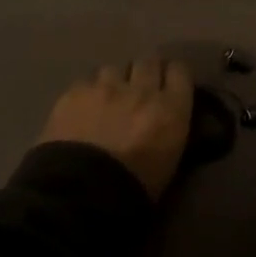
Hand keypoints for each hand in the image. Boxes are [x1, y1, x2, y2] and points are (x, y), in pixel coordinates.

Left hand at [38, 58, 193, 198]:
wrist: (80, 195)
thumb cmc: (133, 190)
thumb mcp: (168, 161)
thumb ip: (170, 128)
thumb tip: (165, 118)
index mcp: (170, 109)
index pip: (180, 71)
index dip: (173, 75)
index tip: (169, 84)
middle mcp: (141, 89)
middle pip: (148, 61)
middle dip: (145, 72)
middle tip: (138, 89)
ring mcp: (106, 87)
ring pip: (114, 69)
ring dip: (114, 81)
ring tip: (106, 101)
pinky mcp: (75, 92)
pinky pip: (85, 82)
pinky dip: (86, 93)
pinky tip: (81, 110)